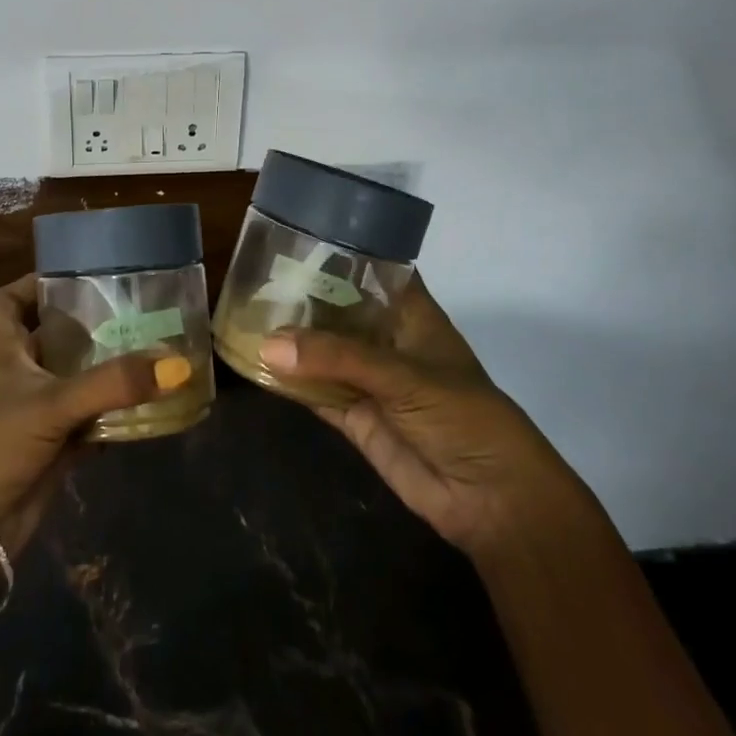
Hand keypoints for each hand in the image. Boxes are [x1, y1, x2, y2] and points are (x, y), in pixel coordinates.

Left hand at [0, 274, 189, 561]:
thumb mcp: (52, 403)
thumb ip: (113, 383)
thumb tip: (176, 364)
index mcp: (1, 349)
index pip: (6, 302)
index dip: (31, 284)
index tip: (73, 276)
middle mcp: (17, 374)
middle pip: (54, 338)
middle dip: (90, 326)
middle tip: (137, 311)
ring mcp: (35, 413)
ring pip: (76, 381)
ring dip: (107, 371)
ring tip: (153, 350)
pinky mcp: (51, 448)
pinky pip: (89, 422)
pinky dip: (113, 415)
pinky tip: (148, 406)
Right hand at [261, 276, 585, 559]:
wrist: (492, 500)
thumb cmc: (464, 417)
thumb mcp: (405, 377)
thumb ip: (337, 359)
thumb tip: (269, 344)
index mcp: (411, 315)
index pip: (374, 271)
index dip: (340, 254)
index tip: (294, 235)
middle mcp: (387, 341)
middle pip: (340, 311)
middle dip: (303, 297)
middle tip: (254, 276)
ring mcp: (370, 380)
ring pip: (323, 353)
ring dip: (291, 341)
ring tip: (243, 313)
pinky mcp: (356, 418)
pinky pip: (316, 394)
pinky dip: (290, 383)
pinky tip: (255, 364)